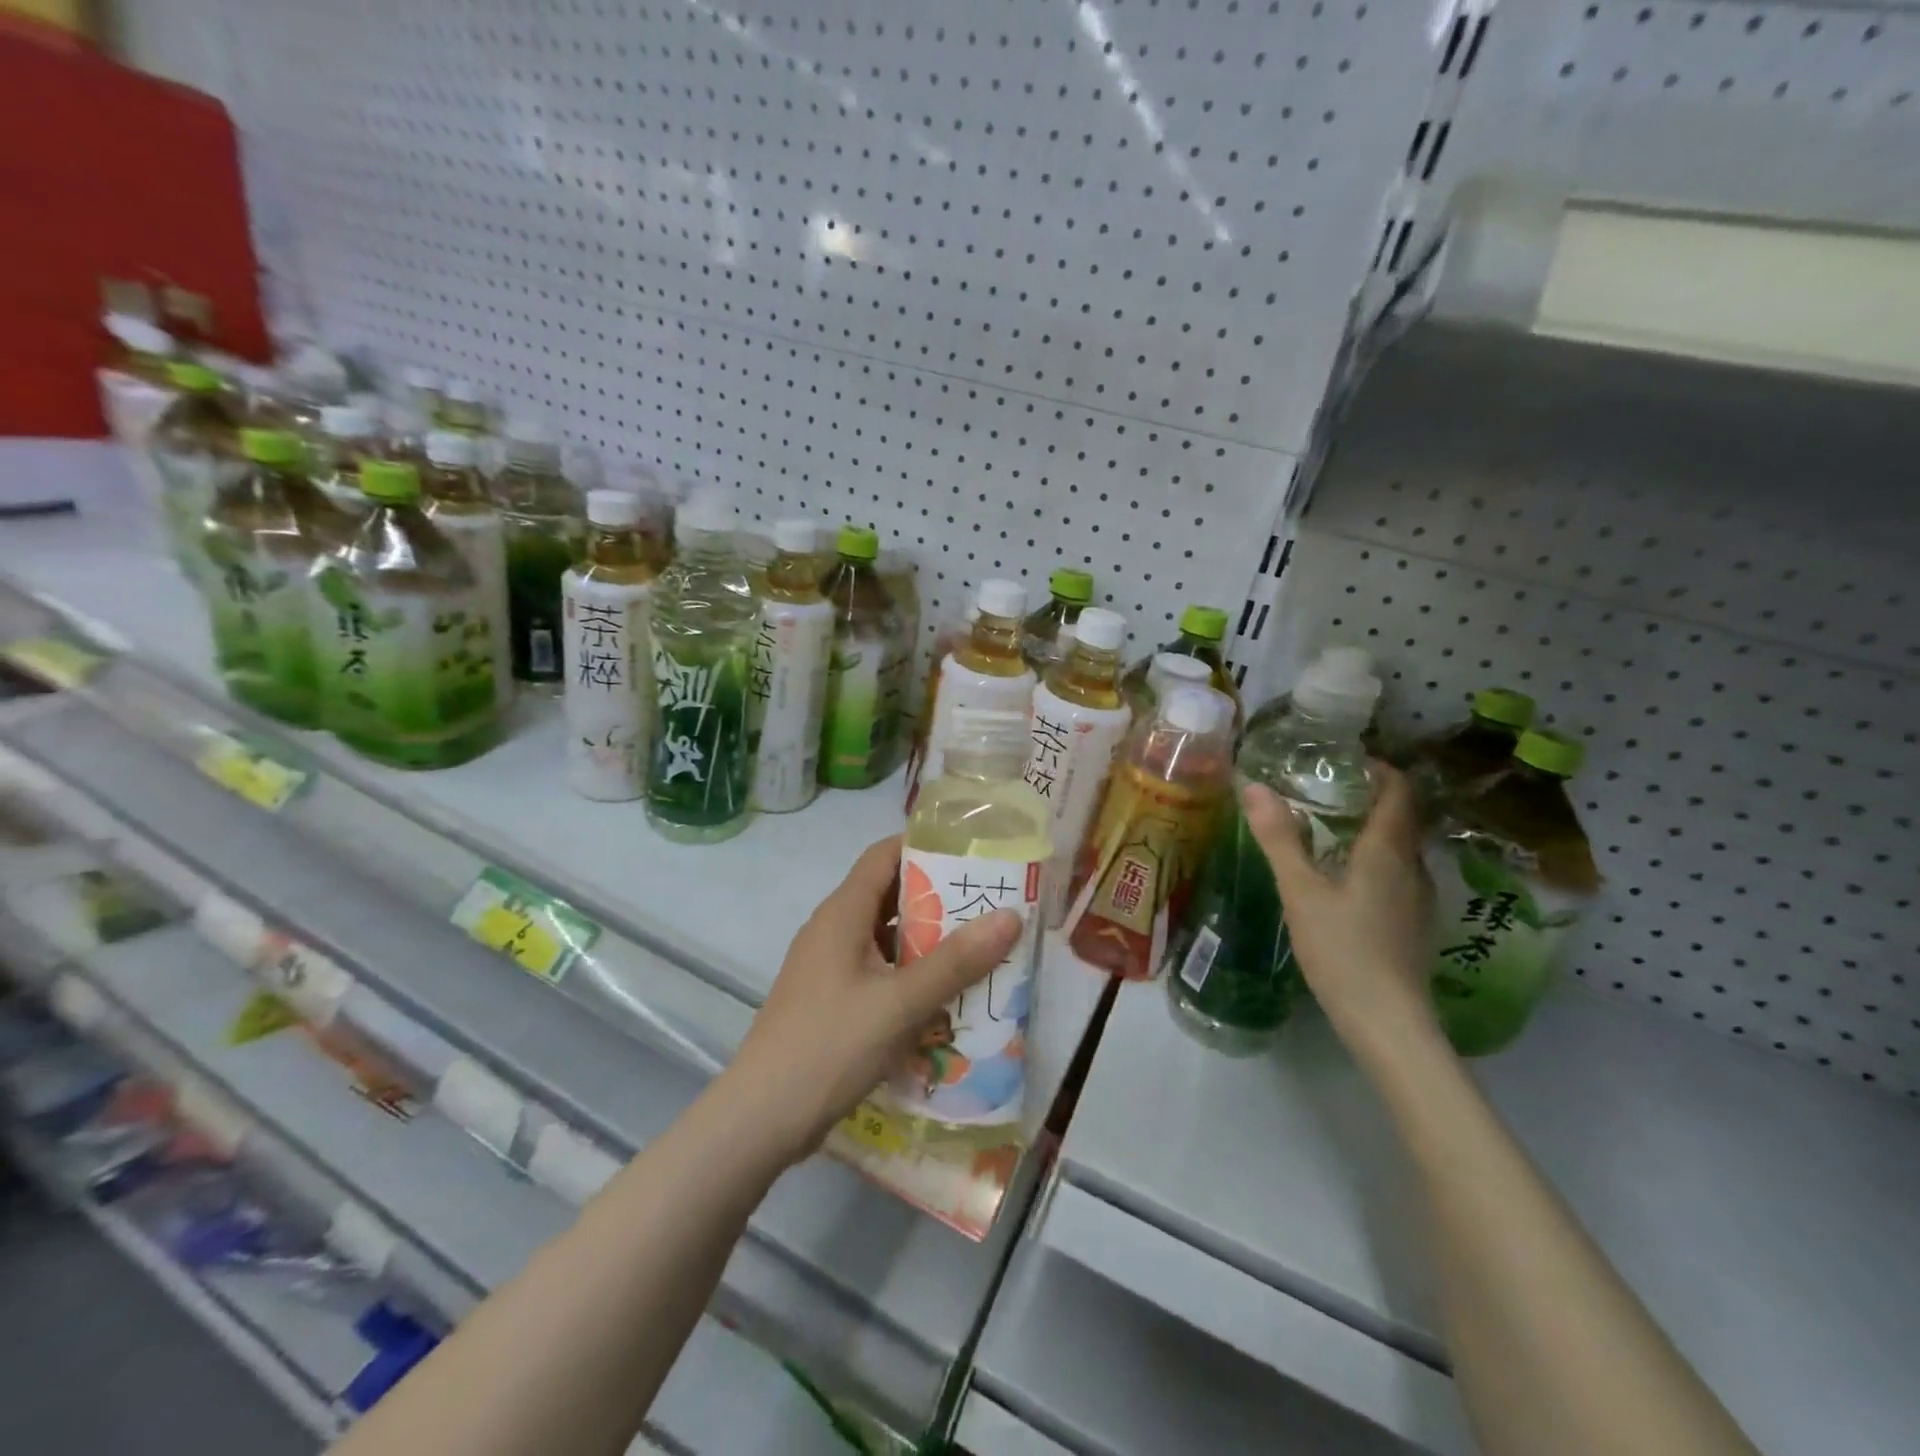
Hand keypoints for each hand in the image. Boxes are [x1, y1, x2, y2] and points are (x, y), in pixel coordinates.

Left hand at [721, 835, 1022, 1163]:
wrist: (761, 1118)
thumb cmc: (830, 1046)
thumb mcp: (900, 1003)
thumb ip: (956, 961)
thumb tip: (1010, 915)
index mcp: (842, 913)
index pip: (884, 855)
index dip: (925, 846)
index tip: (973, 854)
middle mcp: (833, 930)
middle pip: (889, 895)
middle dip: (938, 898)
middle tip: (989, 905)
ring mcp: (829, 967)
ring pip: (885, 937)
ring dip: (927, 941)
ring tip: (978, 949)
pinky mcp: (831, 1000)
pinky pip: (878, 971)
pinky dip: (910, 975)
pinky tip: (943, 997)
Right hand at [1242, 763, 1439, 1060]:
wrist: (1388, 1022)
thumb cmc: (1343, 949)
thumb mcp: (1301, 891)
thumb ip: (1279, 838)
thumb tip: (1255, 786)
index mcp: (1388, 852)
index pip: (1399, 792)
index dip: (1380, 769)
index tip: (1347, 760)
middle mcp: (1413, 868)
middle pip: (1402, 818)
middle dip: (1371, 797)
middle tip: (1328, 790)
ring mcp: (1418, 899)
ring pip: (1401, 848)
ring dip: (1373, 829)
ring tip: (1330, 828)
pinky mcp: (1413, 924)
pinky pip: (1398, 874)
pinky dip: (1375, 859)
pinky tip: (1345, 877)